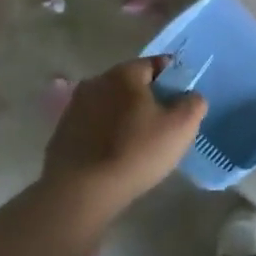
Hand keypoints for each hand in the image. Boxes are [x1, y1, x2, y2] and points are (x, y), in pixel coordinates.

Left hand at [41, 58, 205, 213]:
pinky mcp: (62, 132)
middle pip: (131, 84)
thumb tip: (190, 97)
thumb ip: (193, 103)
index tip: (181, 102)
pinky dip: (106, 134)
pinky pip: (94, 126)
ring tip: (138, 144)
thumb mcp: (181, 127)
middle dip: (148, 99)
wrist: (80, 192)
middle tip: (163, 125)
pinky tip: (114, 156)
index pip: (156, 64)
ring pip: (111, 105)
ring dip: (125, 117)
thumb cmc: (135, 152)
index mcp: (124, 73)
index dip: (173, 80)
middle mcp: (96, 82)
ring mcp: (75, 107)